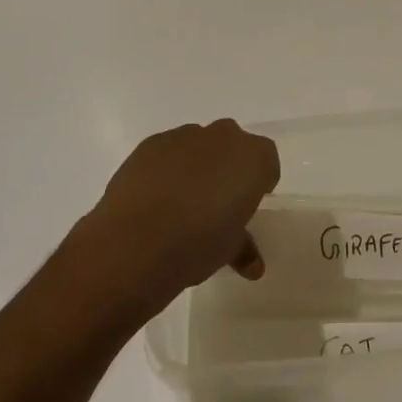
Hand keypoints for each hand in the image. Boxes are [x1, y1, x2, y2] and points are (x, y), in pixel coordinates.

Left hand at [66, 120, 279, 320]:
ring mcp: (183, 136)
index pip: (266, 160)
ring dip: (196, 165)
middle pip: (232, 145)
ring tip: (182, 203)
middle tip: (218, 202)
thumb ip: (244, 247)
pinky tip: (156, 199)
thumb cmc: (197, 243)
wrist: (135, 241)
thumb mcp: (229, 249)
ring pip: (198, 145)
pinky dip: (167, 168)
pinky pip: (168, 152)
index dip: (259, 182)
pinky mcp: (150, 143)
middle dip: (228, 167)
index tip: (247, 204)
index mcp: (252, 158)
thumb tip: (252, 264)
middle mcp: (221, 137)